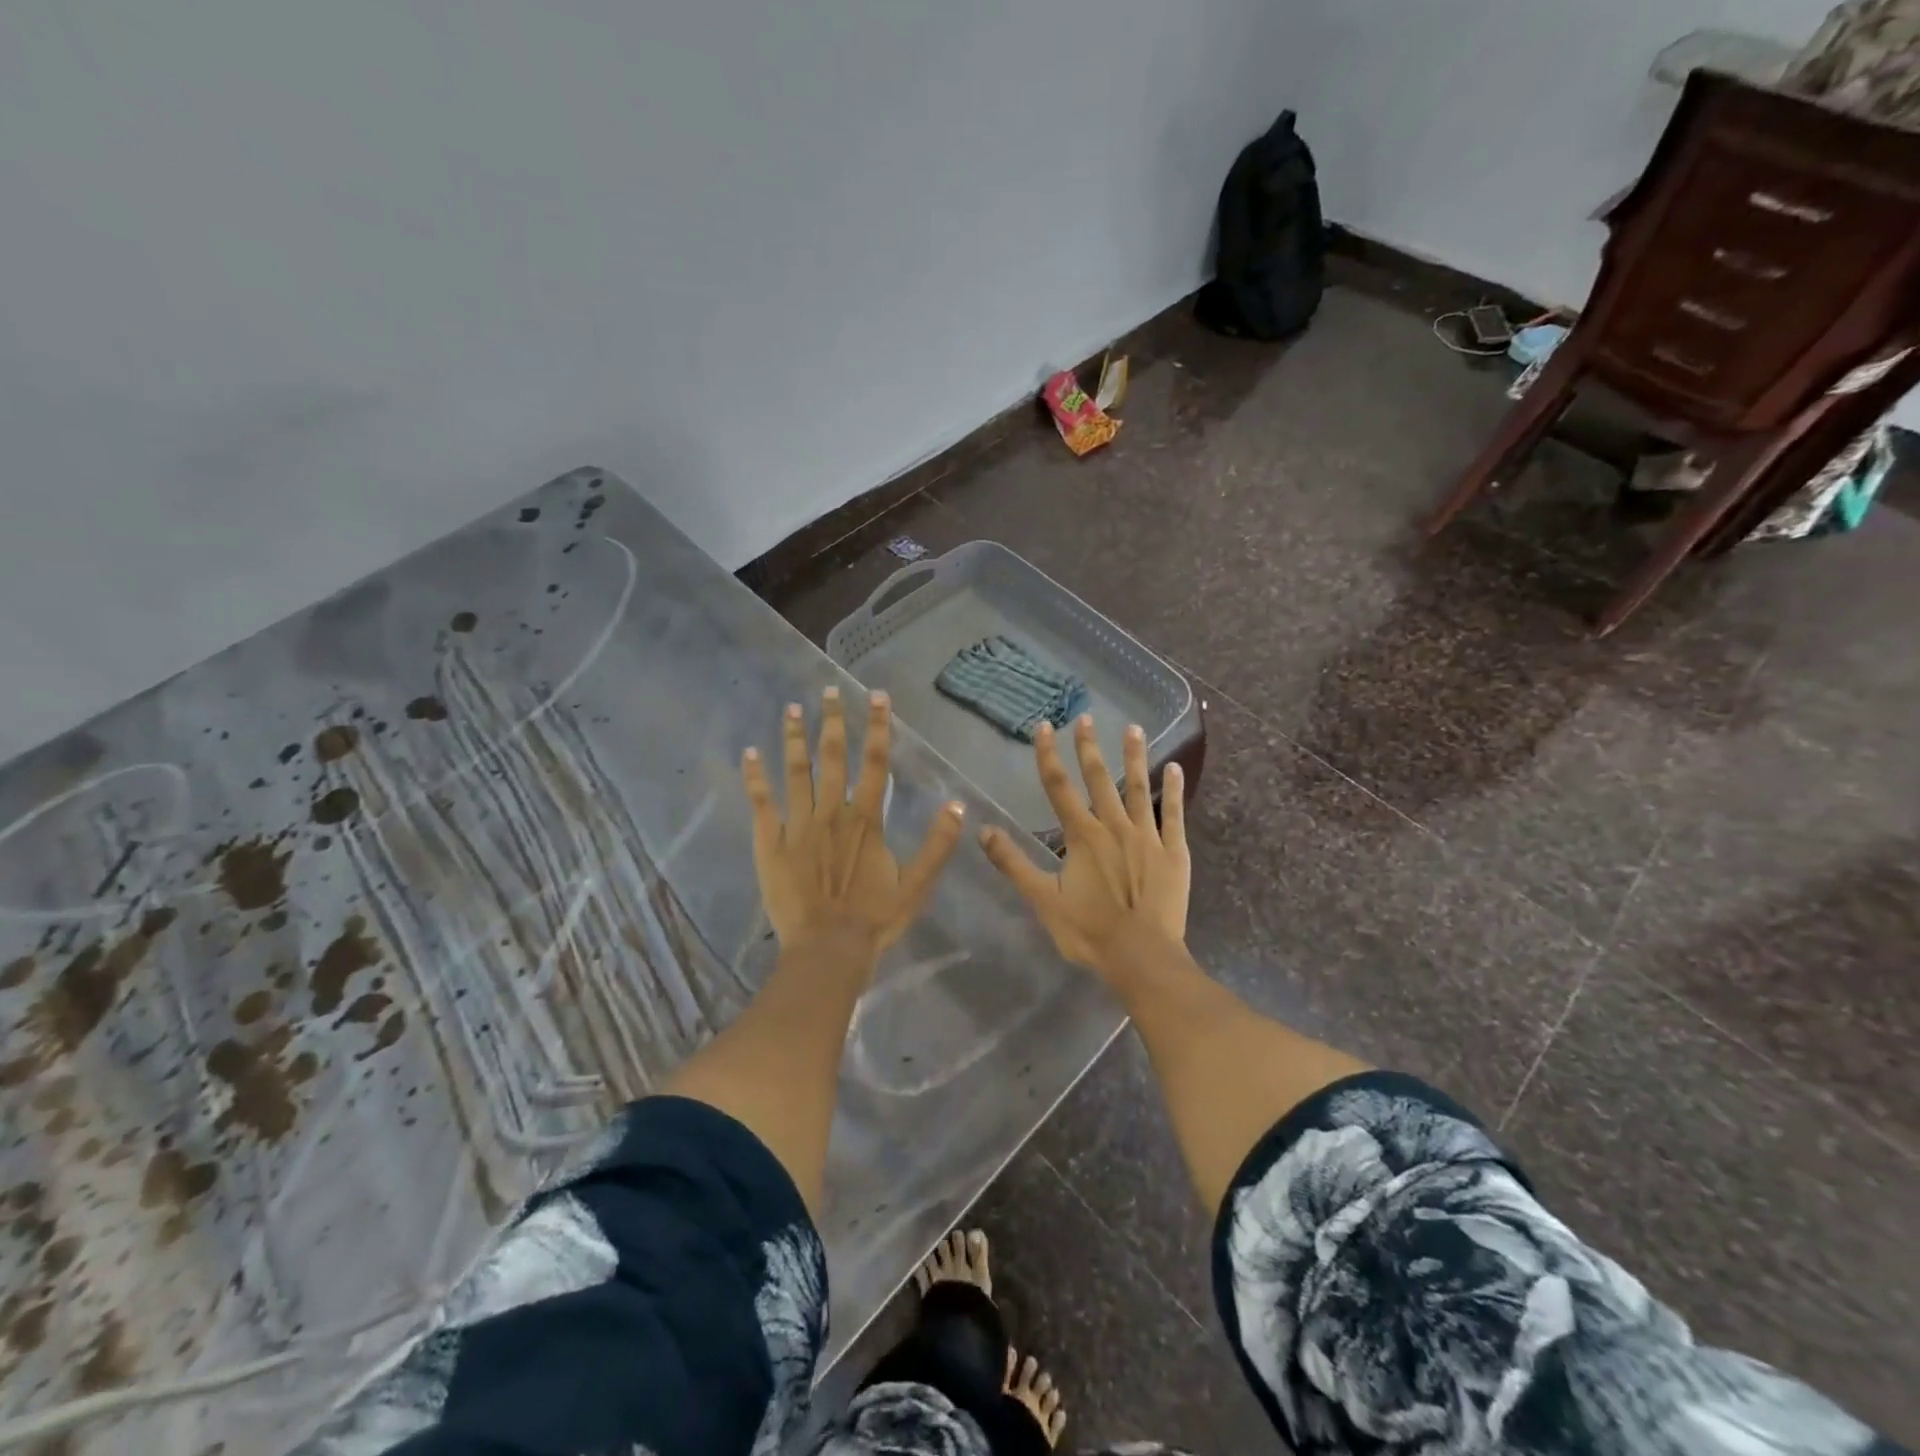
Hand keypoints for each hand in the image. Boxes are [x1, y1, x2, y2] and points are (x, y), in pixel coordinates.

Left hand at [742, 686, 964, 956]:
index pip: (875, 763)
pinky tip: (749, 753)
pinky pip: (761, 804)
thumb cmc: (873, 920)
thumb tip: (959, 805)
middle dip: (833, 721)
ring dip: (794, 738)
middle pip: (833, 757)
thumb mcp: (916, 886)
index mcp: (866, 820)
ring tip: (791, 708)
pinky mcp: (771, 843)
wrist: (827, 950)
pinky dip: (755, 777)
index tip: (877, 695)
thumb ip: (937, 845)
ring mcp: (798, 826)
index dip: (878, 727)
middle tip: (829, 689)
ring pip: (796, 772)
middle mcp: (832, 813)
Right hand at [979, 715, 1189, 976]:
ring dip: (1134, 757)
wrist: (1142, 957)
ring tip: (1133, 728)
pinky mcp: (1173, 852)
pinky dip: (1174, 790)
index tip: (1045, 727)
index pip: (1058, 786)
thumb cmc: (1088, 931)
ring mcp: (1147, 836)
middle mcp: (1114, 826)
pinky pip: (1174, 814)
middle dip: (1089, 746)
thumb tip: (983, 830)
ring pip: (1138, 788)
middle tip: (1086, 717)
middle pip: (1098, 778)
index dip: (1048, 755)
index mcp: (1081, 836)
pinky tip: (1175, 768)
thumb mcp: (1042, 899)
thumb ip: (1013, 863)